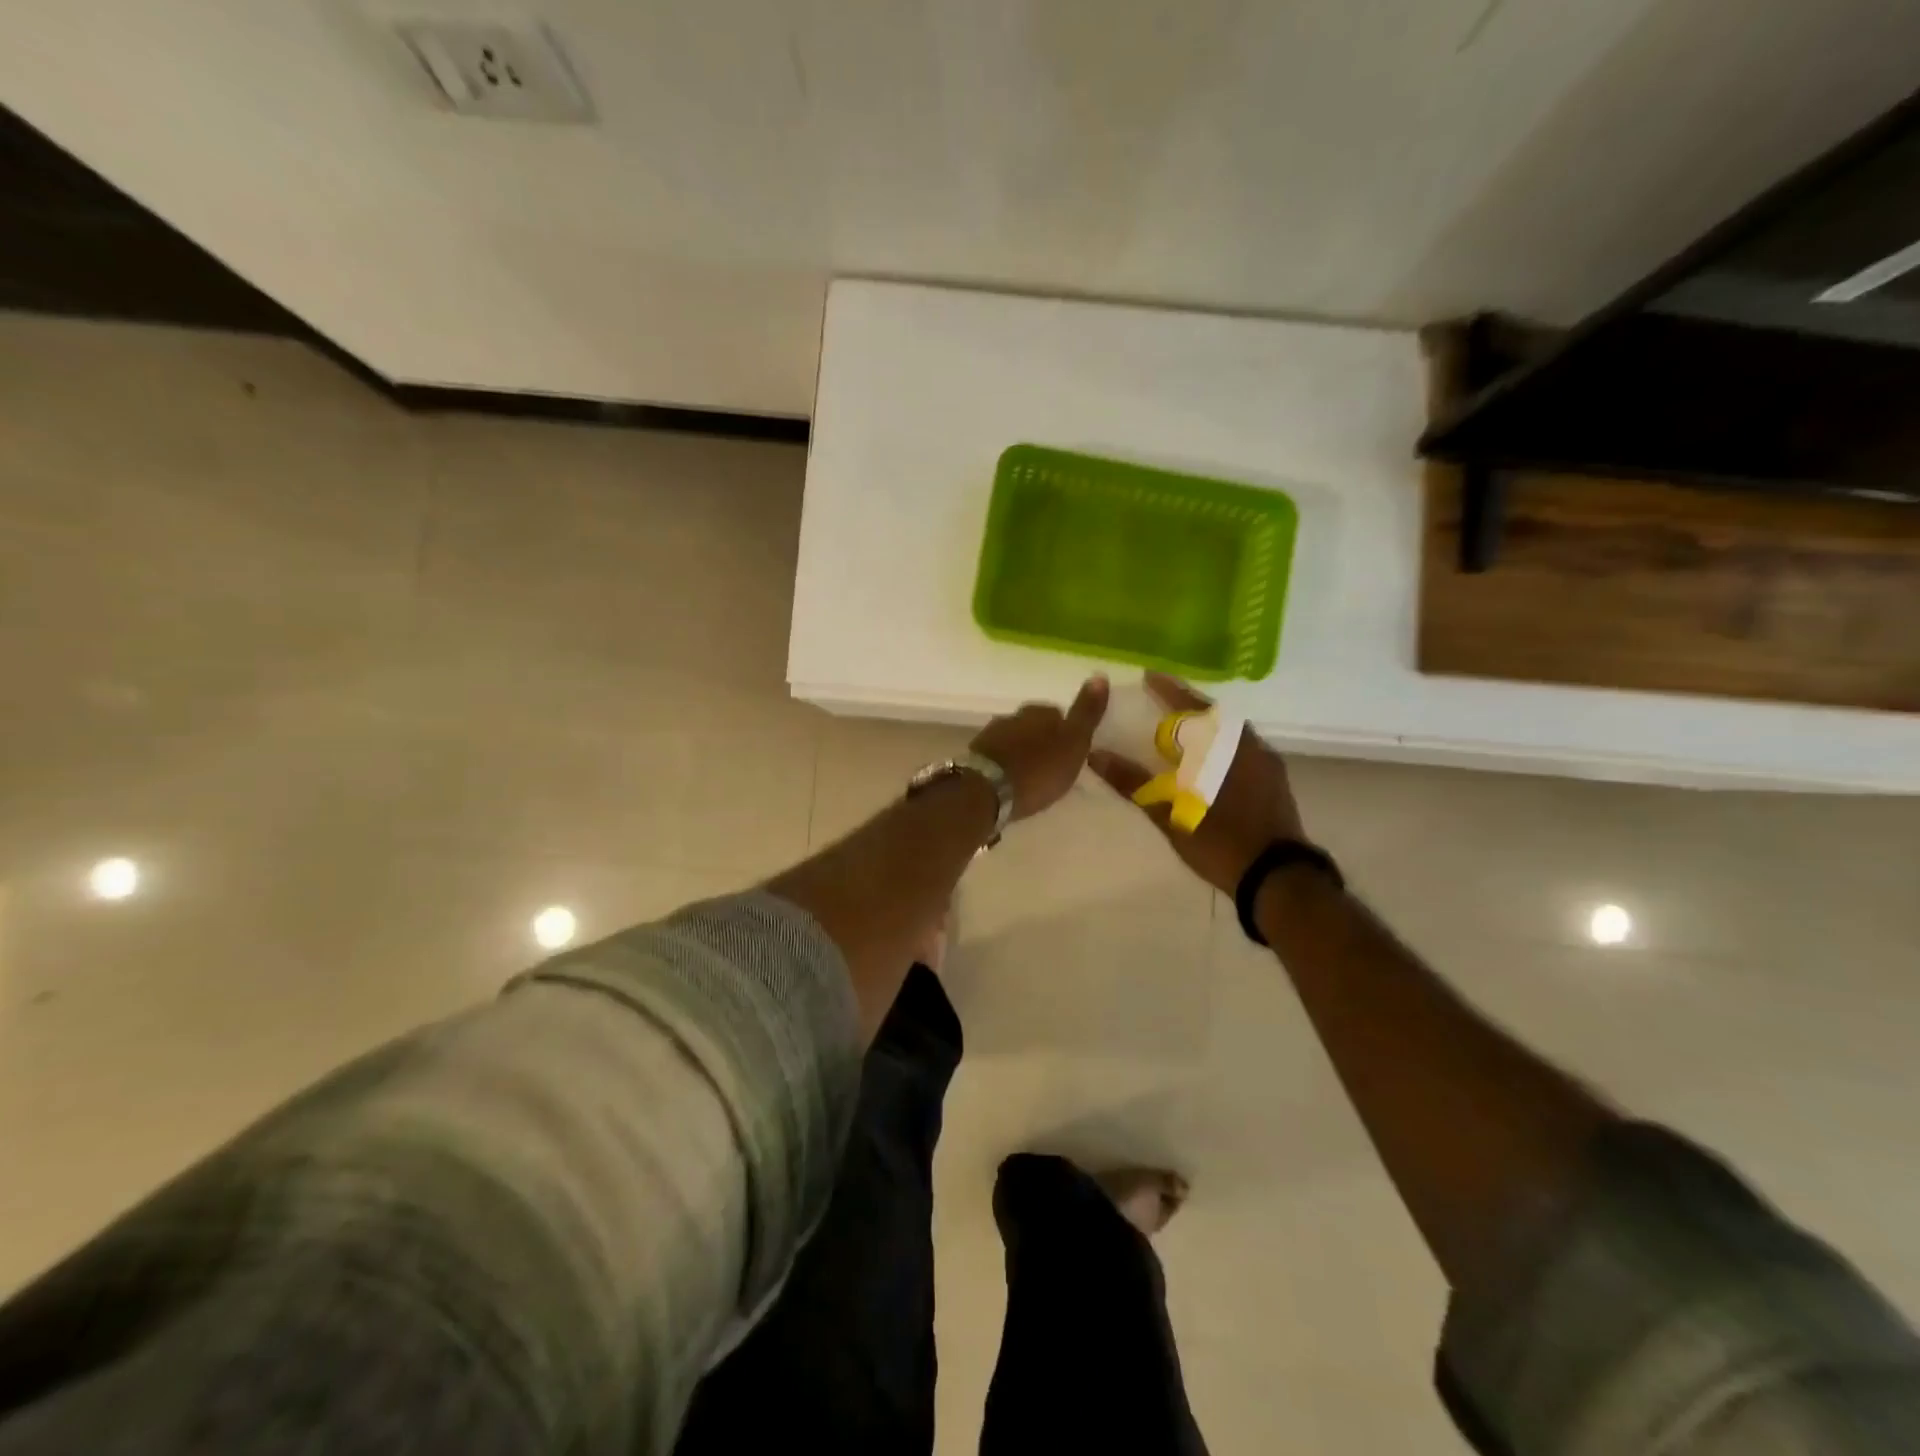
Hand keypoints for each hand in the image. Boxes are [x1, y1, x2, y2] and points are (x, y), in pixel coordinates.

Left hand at [971, 675, 1109, 820]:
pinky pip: (997, 756)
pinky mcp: (975, 756)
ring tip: (1031, 775)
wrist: (986, 790)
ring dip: (1022, 752)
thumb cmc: (1038, 769)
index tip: (1070, 751)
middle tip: (1051, 765)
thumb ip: (1086, 712)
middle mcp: (1013, 716)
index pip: (1057, 713)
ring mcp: (990, 735)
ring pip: (1013, 739)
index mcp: (1040, 711)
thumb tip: (1100, 674)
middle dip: (1041, 740)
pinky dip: (1005, 764)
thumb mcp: (1073, 743)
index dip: (1065, 731)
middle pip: (1032, 725)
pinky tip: (1010, 780)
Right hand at [1088, 673, 1305, 894]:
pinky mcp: (1274, 780)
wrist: (1277, 876)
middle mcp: (1247, 744)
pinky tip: (1208, 759)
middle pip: (1213, 714)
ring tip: (1183, 730)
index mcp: (1220, 746)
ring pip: (1230, 731)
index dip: (1168, 689)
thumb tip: (1095, 755)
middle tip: (1162, 701)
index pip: (1190, 705)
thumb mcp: (1170, 814)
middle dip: (1187, 705)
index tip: (1148, 676)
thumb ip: (1133, 782)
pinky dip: (1220, 744)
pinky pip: (1241, 747)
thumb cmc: (1220, 842)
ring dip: (1205, 726)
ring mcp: (1265, 761)